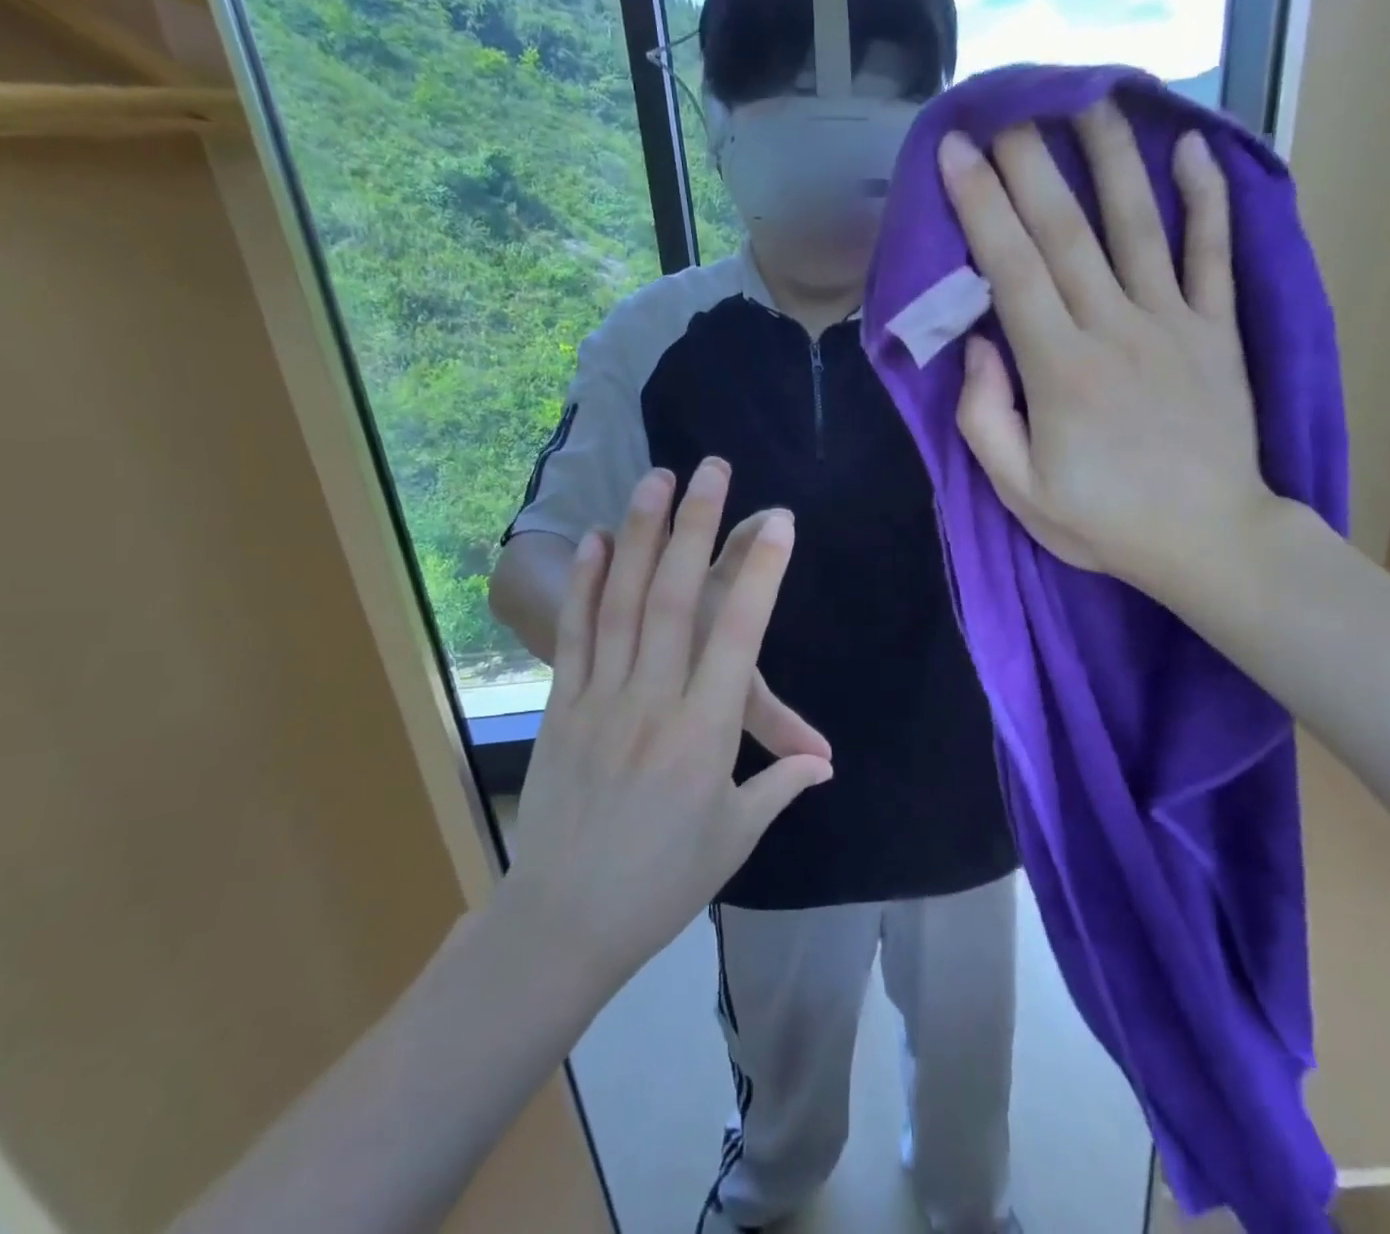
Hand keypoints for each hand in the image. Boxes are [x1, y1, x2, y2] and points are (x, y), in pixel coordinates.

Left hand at [504, 460, 833, 989]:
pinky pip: (576, 634)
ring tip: (654, 479)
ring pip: (622, 603)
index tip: (779, 521)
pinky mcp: (563, 706)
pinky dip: (585, 583)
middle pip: (675, 599)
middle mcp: (654, 701)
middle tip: (711, 470)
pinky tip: (594, 540)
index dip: (760, 573)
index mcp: (704, 733)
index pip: (739, 636)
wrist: (563, 920)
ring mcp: (602, 698)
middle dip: (696, 527)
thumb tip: (826, 763)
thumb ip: (779, 785)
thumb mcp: (733, 836)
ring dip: (639, 535)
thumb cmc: (662, 881)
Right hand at [936, 101, 1277, 598]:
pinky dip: (1205, 198)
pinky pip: (1212, 254)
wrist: (1210, 539)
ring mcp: (1173, 323)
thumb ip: (987, 418)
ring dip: (1110, 157)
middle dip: (1030, 163)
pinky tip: (1189, 148)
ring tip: (1089, 99)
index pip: (1012, 269)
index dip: (981, 205)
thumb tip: (980, 344)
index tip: (957, 152)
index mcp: (1059, 369)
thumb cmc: (1104, 521)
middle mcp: (1114, 328)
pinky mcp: (1217, 331)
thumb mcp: (1020, 491)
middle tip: (1008, 106)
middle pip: (1066, 231)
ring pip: (1137, 224)